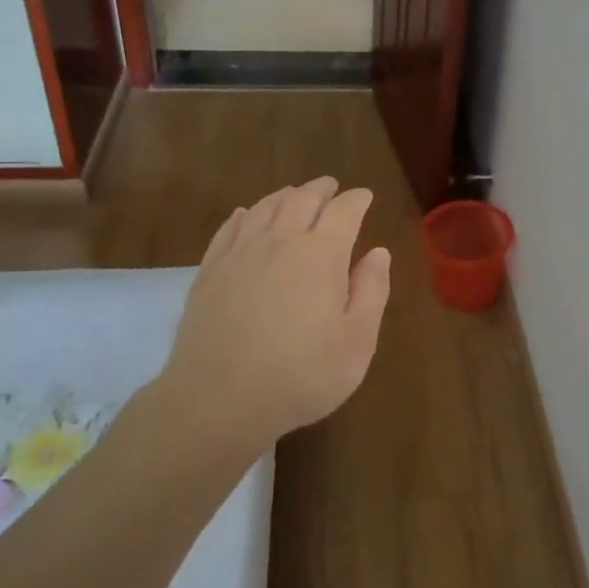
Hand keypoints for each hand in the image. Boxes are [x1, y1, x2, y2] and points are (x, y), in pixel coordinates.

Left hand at [159, 178, 391, 452]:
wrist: (217, 400)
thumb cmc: (300, 376)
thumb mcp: (356, 343)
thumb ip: (371, 292)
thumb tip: (378, 253)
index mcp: (321, 254)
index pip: (344, 211)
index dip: (356, 200)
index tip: (364, 197)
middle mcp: (280, 241)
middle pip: (302, 199)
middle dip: (321, 189)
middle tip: (331, 187)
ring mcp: (240, 253)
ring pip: (266, 207)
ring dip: (285, 195)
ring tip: (295, 194)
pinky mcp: (210, 270)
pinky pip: (231, 228)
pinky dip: (245, 214)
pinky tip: (247, 215)